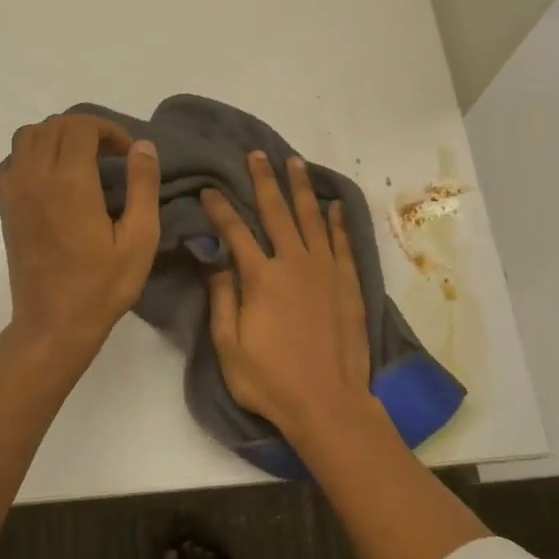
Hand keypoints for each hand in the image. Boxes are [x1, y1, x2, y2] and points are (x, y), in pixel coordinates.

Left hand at [0, 114, 160, 358]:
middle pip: (54, 126)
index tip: (128, 153)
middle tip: (111, 153)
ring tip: (82, 158)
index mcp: (70, 182)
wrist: (53, 325)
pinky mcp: (6, 207)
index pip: (81, 126)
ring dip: (57, 136)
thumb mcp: (139, 239)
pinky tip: (56, 177)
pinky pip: (14, 160)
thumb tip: (142, 145)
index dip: (109, 129)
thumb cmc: (102, 286)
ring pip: (28, 136)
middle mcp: (36, 177)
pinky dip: (35, 153)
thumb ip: (142, 186)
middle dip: (86, 129)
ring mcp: (15, 191)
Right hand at [203, 152, 370, 439]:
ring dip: (301, 188)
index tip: (210, 189)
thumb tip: (215, 261)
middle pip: (276, 212)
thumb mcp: (229, 348)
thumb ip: (221, 300)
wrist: (329, 404)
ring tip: (295, 162)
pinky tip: (333, 205)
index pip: (235, 231)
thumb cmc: (271, 381)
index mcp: (261, 278)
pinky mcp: (349, 283)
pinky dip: (336, 221)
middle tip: (257, 155)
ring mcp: (325, 271)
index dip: (220, 207)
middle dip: (263, 181)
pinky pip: (341, 242)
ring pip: (311, 218)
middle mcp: (294, 263)